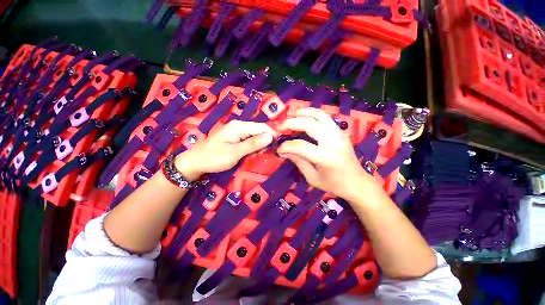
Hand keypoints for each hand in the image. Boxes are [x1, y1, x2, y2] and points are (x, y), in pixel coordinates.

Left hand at [175, 120, 275, 180]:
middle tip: (261, 155)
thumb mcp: (235, 153)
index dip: (272, 135)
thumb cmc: (214, 158)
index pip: (262, 127)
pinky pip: (249, 140)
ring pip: (255, 136)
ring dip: (258, 146)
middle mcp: (239, 126)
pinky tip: (249, 154)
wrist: (196, 162)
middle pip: (259, 131)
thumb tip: (270, 136)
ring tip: (253, 156)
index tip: (277, 146)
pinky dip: (252, 147)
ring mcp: (237, 131)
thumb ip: (253, 144)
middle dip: (264, 142)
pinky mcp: (235, 137)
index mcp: (239, 126)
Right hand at [277, 108, 381, 201]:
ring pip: (320, 115)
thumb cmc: (334, 184)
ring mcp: (339, 134)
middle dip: (292, 122)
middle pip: (310, 124)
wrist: (357, 182)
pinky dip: (313, 113)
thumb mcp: (312, 178)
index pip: (301, 146)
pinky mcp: (341, 131)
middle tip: (280, 126)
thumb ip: (298, 162)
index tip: (279, 149)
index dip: (286, 146)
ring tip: (291, 114)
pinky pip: (325, 117)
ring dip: (304, 112)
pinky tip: (304, 116)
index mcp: (326, 158)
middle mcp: (333, 142)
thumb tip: (283, 151)